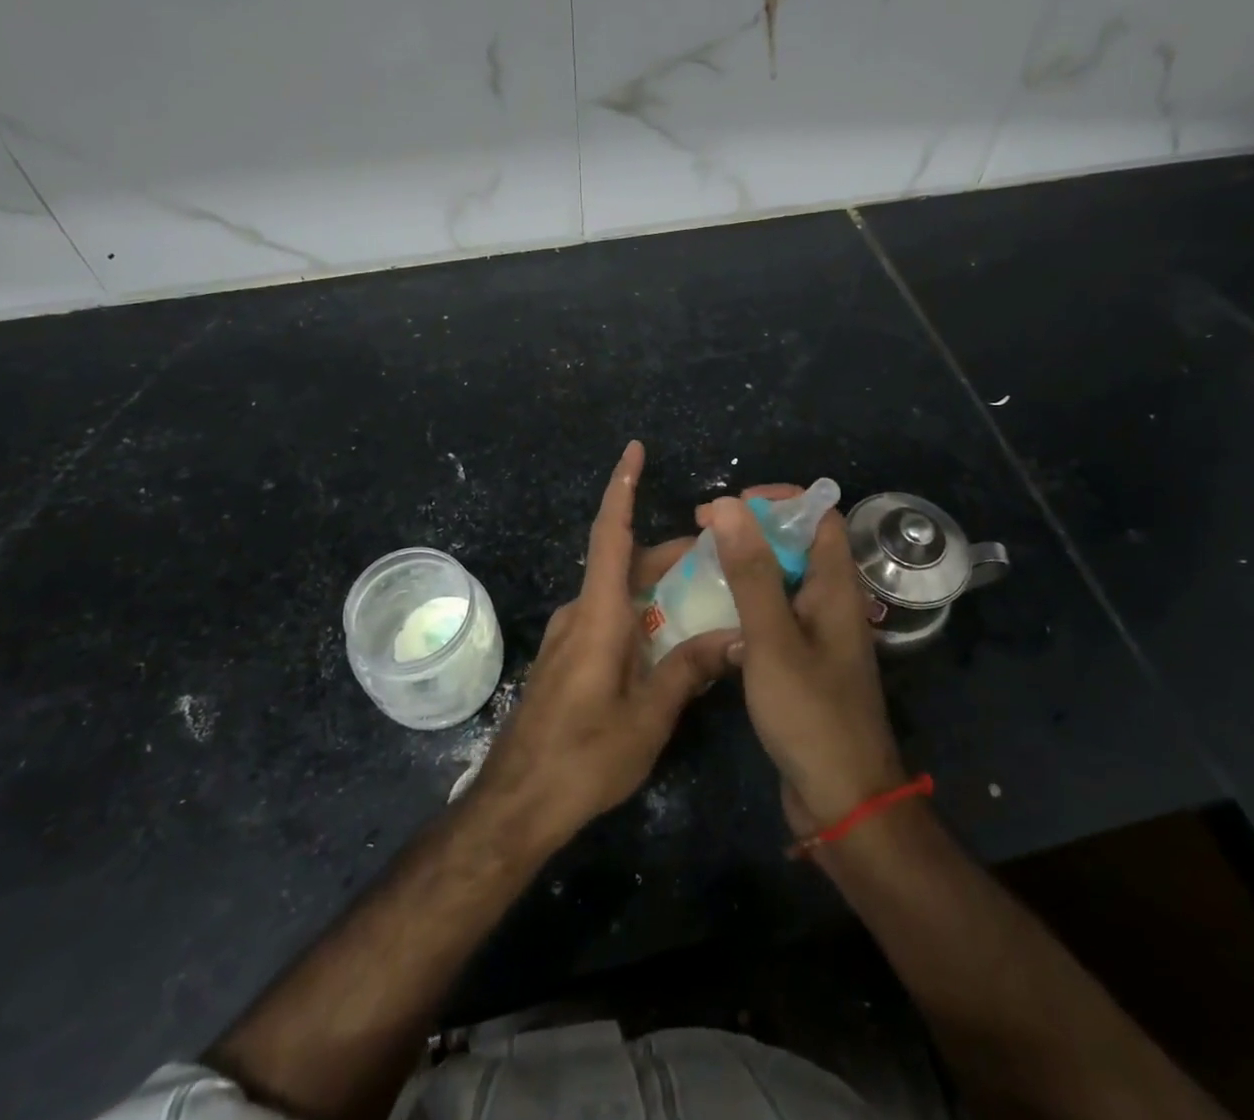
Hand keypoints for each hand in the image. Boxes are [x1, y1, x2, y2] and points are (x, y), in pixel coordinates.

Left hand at [473, 441, 736, 850]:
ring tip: (707, 596)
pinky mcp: (567, 659)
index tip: (633, 449)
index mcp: (598, 615)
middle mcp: (580, 614)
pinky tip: (670, 640)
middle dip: (671, 553)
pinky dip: (641, 613)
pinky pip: (609, 618)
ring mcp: (569, 637)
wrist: (517, 804)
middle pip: (625, 564)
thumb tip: (737, 636)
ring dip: (658, 586)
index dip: (623, 488)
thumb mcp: (647, 717)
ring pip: (619, 593)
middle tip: (722, 555)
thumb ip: (689, 669)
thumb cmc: (583, 758)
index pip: (611, 535)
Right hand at [700, 493, 905, 836]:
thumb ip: (751, 571)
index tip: (731, 507)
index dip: (779, 501)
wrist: (842, 802)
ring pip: (782, 581)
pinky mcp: (804, 664)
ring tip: (699, 568)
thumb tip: (728, 504)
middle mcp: (832, 603)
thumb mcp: (772, 637)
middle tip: (703, 536)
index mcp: (837, 587)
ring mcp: (819, 635)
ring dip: (746, 568)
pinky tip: (713, 616)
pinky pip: (775, 617)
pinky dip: (746, 605)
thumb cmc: (810, 714)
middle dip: (752, 532)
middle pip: (797, 545)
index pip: (820, 516)